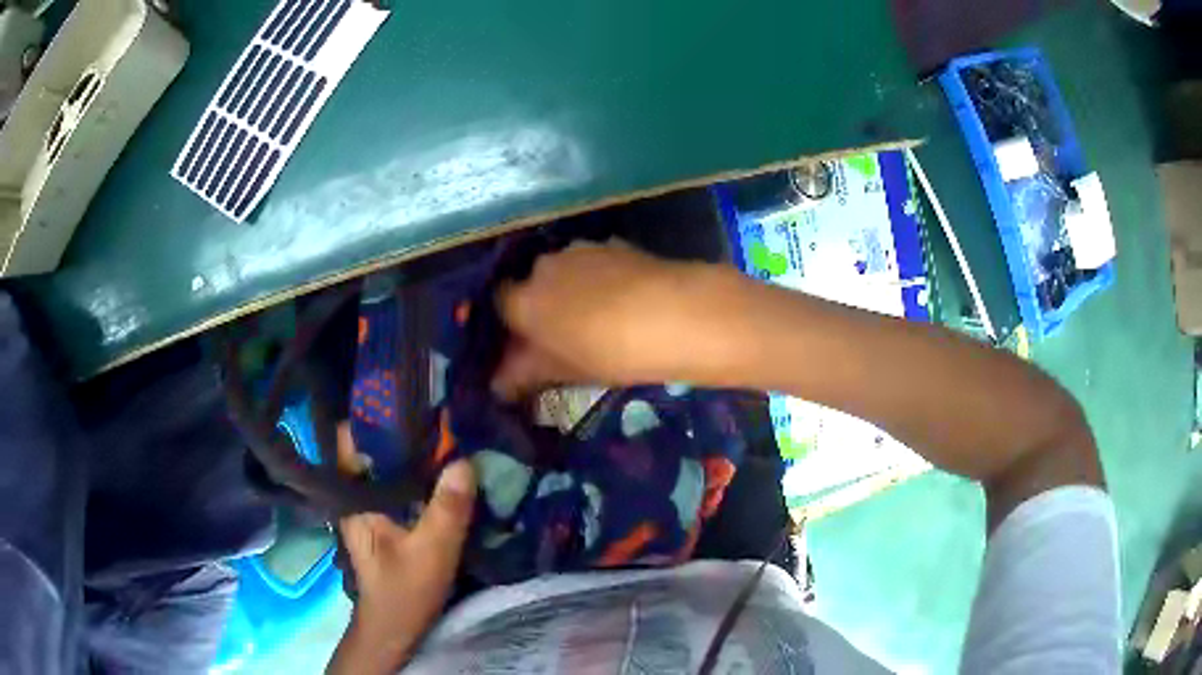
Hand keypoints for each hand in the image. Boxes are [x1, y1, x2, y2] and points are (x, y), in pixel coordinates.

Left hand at [329, 429, 475, 673]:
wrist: (394, 629)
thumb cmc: (403, 593)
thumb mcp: (431, 552)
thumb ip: (447, 509)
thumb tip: (464, 459)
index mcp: (352, 496)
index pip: (349, 437)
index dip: (375, 415)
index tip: (411, 400)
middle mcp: (355, 494)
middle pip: (372, 446)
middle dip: (403, 430)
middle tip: (442, 414)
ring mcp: (369, 505)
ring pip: (387, 464)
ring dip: (413, 452)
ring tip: (448, 434)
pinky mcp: (385, 517)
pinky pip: (399, 483)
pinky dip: (419, 474)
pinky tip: (446, 470)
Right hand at [492, 242, 730, 398]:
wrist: (673, 315)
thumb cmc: (608, 352)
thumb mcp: (564, 371)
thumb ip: (524, 374)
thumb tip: (497, 385)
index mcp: (524, 300)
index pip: (499, 303)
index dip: (512, 322)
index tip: (526, 343)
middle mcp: (545, 266)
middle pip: (533, 283)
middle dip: (542, 305)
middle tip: (564, 335)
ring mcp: (581, 250)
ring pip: (565, 271)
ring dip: (572, 289)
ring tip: (600, 318)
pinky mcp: (615, 244)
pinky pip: (595, 263)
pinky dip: (601, 279)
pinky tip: (624, 300)